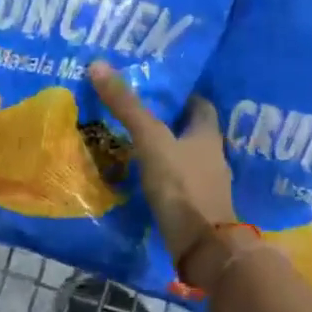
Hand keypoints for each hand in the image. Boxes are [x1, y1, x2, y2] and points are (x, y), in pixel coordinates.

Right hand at [89, 61, 233, 263]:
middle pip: (191, 132)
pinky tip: (140, 180)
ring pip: (184, 159)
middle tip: (136, 114)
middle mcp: (212, 157)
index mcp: (208, 134)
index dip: (182, 95)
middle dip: (168, 123)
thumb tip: (98, 63)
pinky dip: (162, 179)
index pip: (200, 105)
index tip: (157, 89)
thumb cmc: (182, 186)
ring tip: (131, 145)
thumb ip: (127, 107)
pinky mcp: (195, 209)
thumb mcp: (151, 141)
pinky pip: (177, 185)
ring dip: (164, 152)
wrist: (203, 247)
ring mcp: (206, 185)